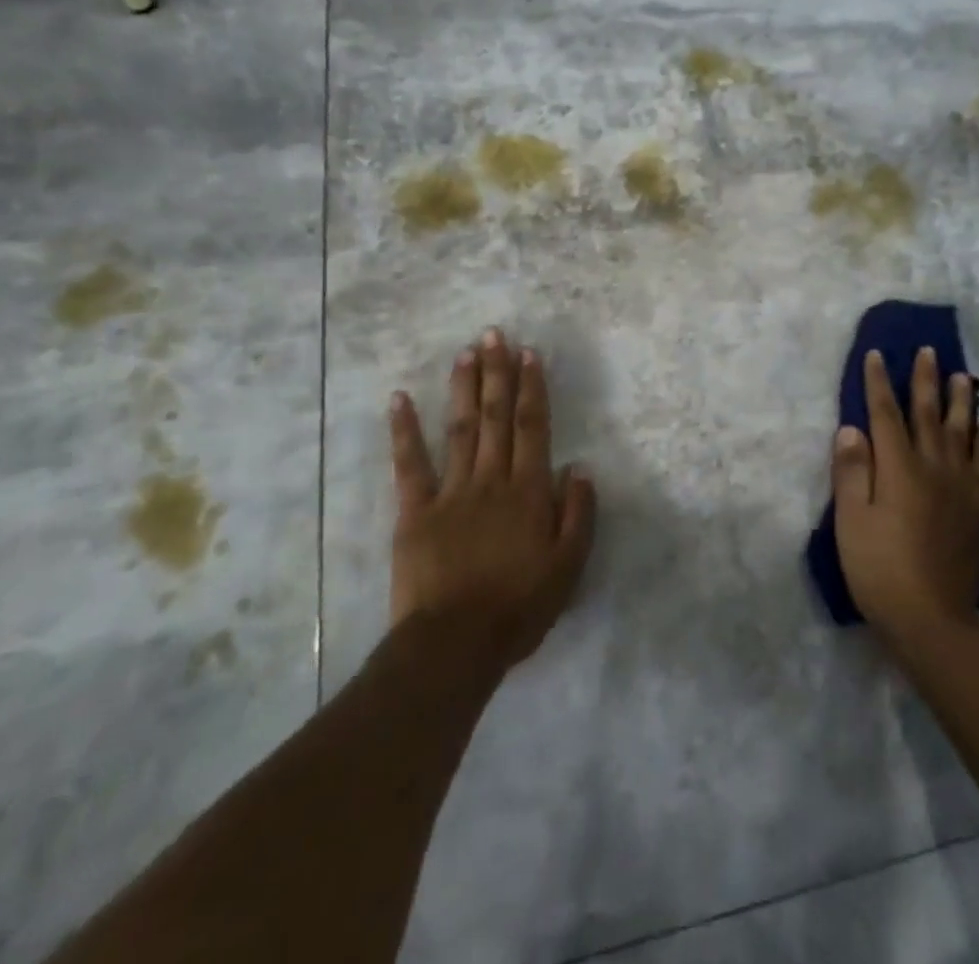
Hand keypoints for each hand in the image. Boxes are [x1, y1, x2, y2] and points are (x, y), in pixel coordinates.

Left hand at [388, 328, 596, 675]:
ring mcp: (450, 492)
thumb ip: (578, 513)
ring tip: (465, 353)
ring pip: (460, 429)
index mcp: (528, 491)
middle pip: (496, 417)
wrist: (454, 645)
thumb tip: (579, 467)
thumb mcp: (568, 567)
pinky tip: (399, 399)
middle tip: (493, 334)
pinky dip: (404, 431)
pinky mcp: (415, 512)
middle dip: (497, 373)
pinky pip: (409, 465)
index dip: (532, 387)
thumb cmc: (518, 607)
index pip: (533, 427)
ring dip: (463, 388)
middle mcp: (491, 479)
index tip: (528, 353)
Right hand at [832, 347, 978, 646]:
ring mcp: (959, 487)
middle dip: (925, 380)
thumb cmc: (880, 569)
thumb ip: (852, 472)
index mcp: (899, 468)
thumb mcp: (852, 521)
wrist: (932, 620)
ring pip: (961, 433)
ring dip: (961, 401)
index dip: (879, 383)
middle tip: (928, 350)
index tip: (876, 354)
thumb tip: (851, 428)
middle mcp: (933, 468)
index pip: (885, 414)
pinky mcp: (976, 509)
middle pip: (928, 414)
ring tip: (962, 376)